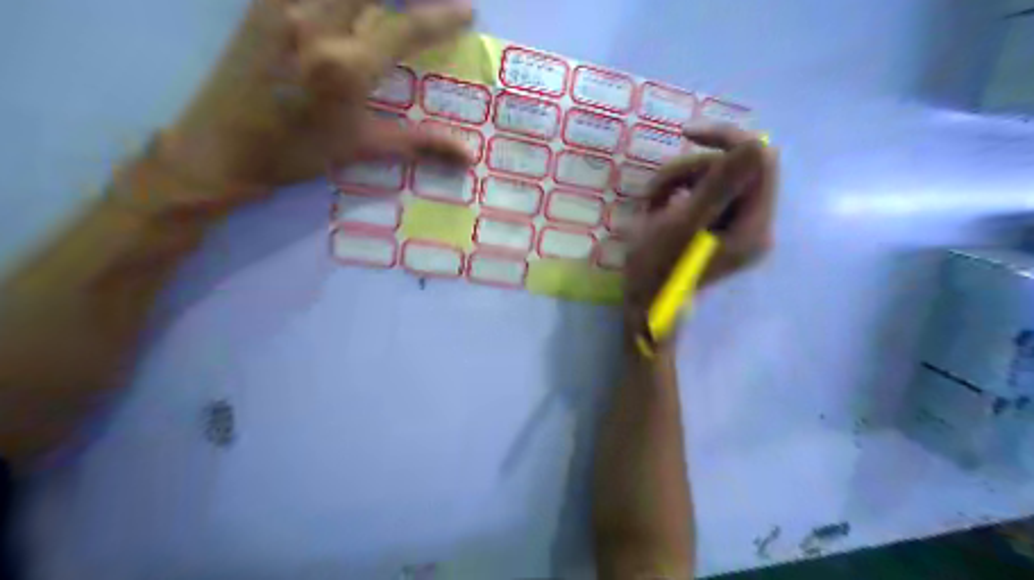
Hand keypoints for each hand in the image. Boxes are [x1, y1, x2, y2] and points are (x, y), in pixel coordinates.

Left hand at [150, 1, 472, 205]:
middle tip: (429, 3)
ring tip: (390, 7)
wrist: (220, 148)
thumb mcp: (362, 148)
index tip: (467, 10)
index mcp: (345, 67)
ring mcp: (284, 5)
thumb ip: (419, 144)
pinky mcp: (262, 1)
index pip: (404, 28)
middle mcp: (316, 23)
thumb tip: (468, 155)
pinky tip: (350, 8)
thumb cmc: (296, 153)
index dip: (441, 18)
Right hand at [622, 122, 775, 340]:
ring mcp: (736, 226)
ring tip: (650, 205)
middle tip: (654, 192)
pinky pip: (703, 193)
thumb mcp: (681, 227)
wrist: (644, 304)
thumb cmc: (656, 271)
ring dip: (677, 183)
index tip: (687, 134)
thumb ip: (719, 187)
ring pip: (713, 178)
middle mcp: (754, 224)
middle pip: (733, 169)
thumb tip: (756, 144)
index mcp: (754, 226)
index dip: (727, 140)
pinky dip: (676, 194)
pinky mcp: (718, 227)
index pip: (760, 162)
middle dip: (689, 172)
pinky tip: (657, 211)